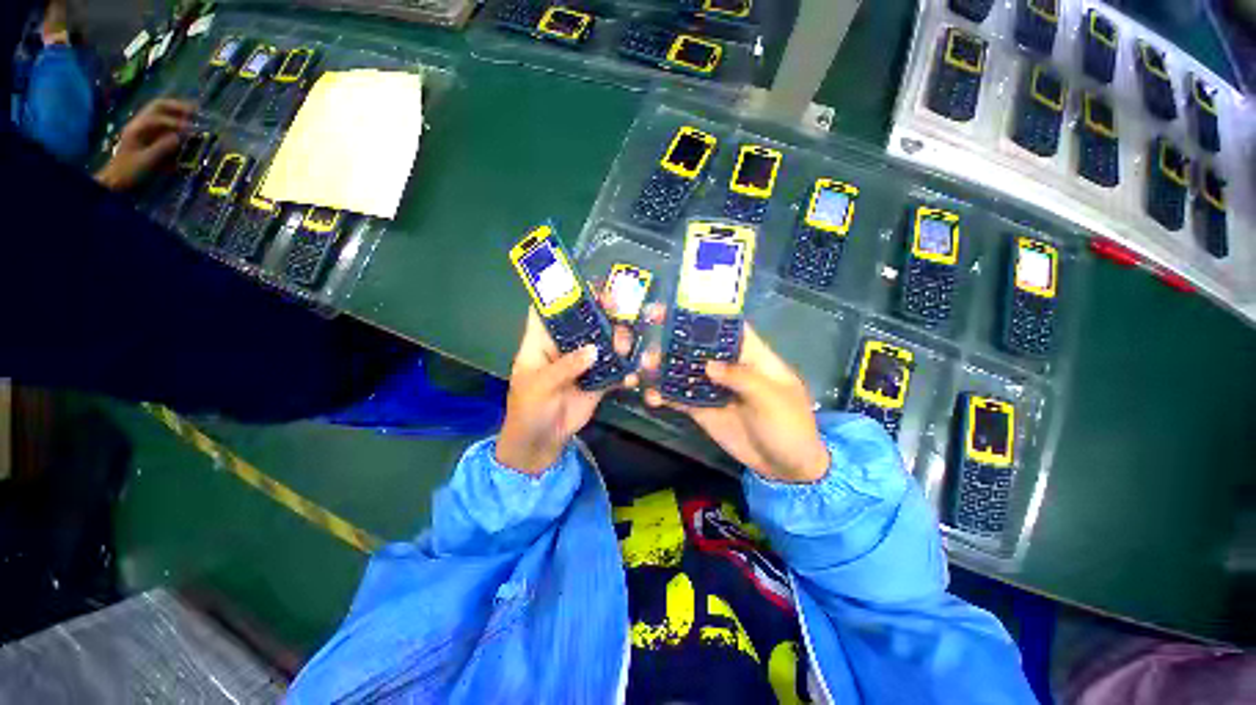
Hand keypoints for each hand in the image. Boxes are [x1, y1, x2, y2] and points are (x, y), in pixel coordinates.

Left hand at [95, 99, 195, 191]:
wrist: (114, 180)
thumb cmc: (128, 172)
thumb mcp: (145, 162)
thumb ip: (161, 149)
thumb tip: (179, 138)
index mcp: (137, 129)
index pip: (158, 119)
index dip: (175, 122)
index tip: (191, 129)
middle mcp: (139, 123)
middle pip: (158, 106)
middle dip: (177, 107)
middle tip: (196, 111)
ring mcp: (142, 128)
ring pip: (159, 110)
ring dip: (176, 110)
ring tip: (194, 114)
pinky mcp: (146, 134)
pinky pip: (161, 120)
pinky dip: (174, 118)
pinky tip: (184, 122)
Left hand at [496, 307, 638, 474]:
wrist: (542, 441)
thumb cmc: (529, 409)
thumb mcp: (540, 386)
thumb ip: (566, 367)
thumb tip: (593, 350)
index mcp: (542, 342)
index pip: (548, 310)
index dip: (561, 293)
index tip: (583, 282)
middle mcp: (565, 346)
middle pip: (583, 321)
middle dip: (600, 310)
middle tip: (617, 304)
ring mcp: (583, 362)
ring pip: (603, 341)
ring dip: (617, 338)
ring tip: (624, 343)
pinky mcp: (598, 379)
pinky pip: (613, 369)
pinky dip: (624, 369)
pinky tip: (630, 375)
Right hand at [642, 323, 828, 483]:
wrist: (786, 468)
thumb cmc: (790, 426)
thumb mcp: (772, 398)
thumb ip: (741, 378)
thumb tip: (708, 365)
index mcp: (751, 355)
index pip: (728, 326)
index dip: (706, 313)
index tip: (678, 305)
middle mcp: (728, 366)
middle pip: (698, 345)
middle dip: (674, 336)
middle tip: (648, 327)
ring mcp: (712, 388)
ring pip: (684, 370)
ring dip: (663, 366)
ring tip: (644, 367)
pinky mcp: (702, 409)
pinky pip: (680, 398)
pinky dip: (664, 395)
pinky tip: (650, 397)